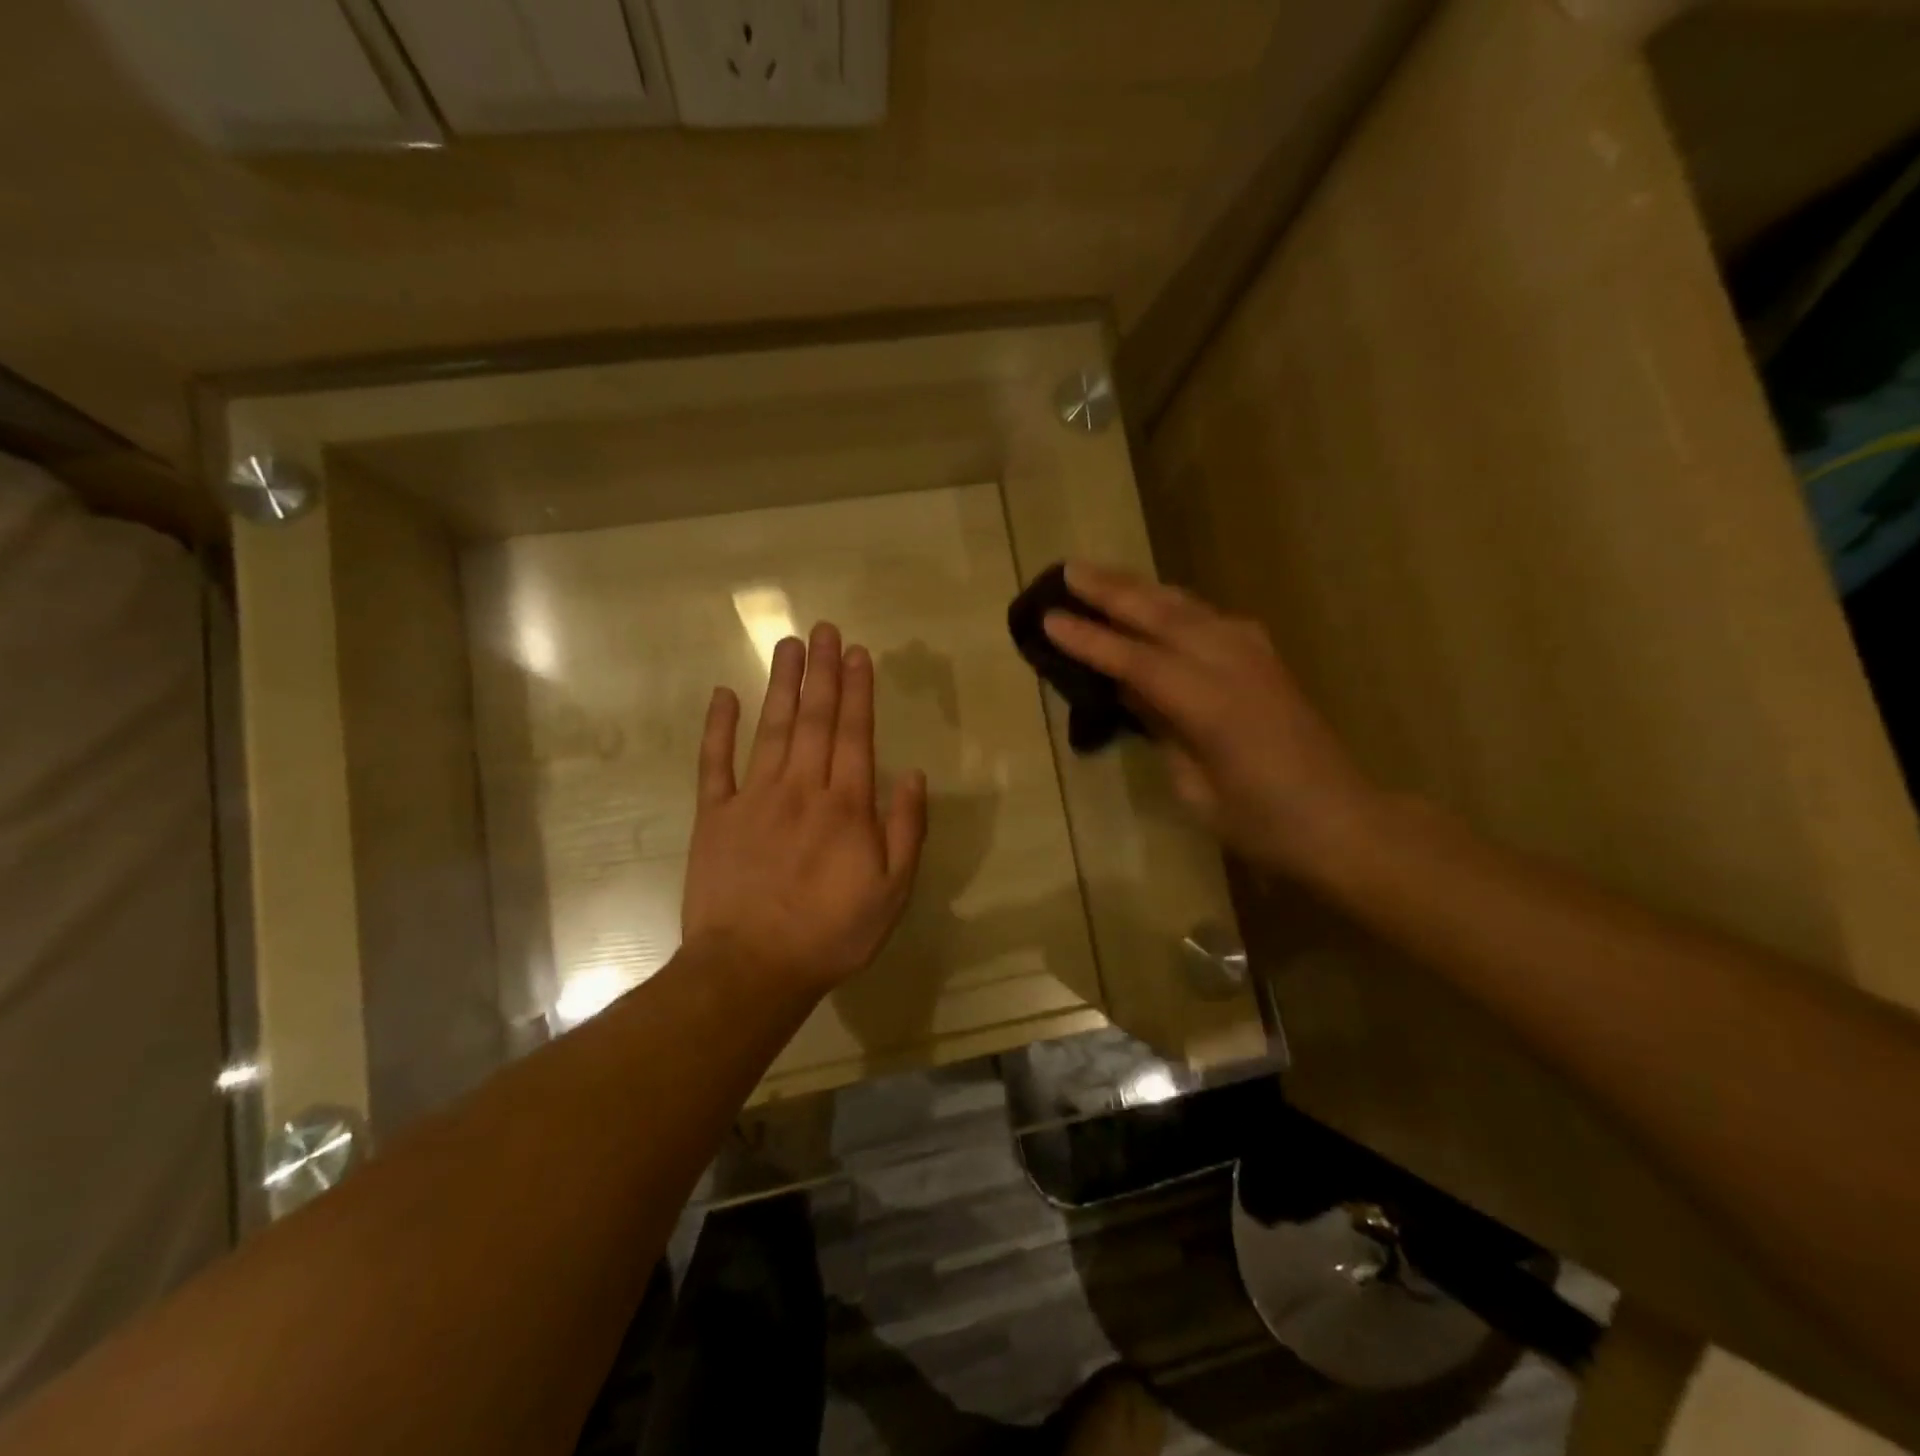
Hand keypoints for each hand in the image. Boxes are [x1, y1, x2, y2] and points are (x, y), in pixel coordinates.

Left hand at [681, 622, 927, 997]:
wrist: (752, 968)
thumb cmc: (831, 934)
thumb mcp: (892, 892)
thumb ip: (905, 830)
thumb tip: (914, 775)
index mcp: (846, 806)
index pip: (854, 733)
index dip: (857, 690)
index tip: (857, 652)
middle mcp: (801, 788)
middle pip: (814, 719)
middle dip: (822, 672)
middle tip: (824, 629)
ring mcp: (754, 798)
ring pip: (770, 729)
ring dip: (781, 685)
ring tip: (788, 645)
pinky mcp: (715, 815)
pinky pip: (715, 763)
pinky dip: (718, 728)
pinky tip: (723, 695)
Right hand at [1042, 564, 1375, 878]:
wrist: (1341, 819)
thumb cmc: (1262, 822)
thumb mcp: (1196, 788)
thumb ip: (1163, 729)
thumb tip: (1132, 691)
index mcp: (1211, 705)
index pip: (1136, 660)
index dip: (1090, 640)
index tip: (1049, 618)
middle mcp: (1233, 664)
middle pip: (1162, 615)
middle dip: (1111, 591)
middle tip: (1067, 571)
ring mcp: (1254, 654)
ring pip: (1187, 606)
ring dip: (1141, 587)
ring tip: (1101, 574)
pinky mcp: (1265, 656)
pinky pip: (1210, 616)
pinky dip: (1174, 603)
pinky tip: (1158, 601)